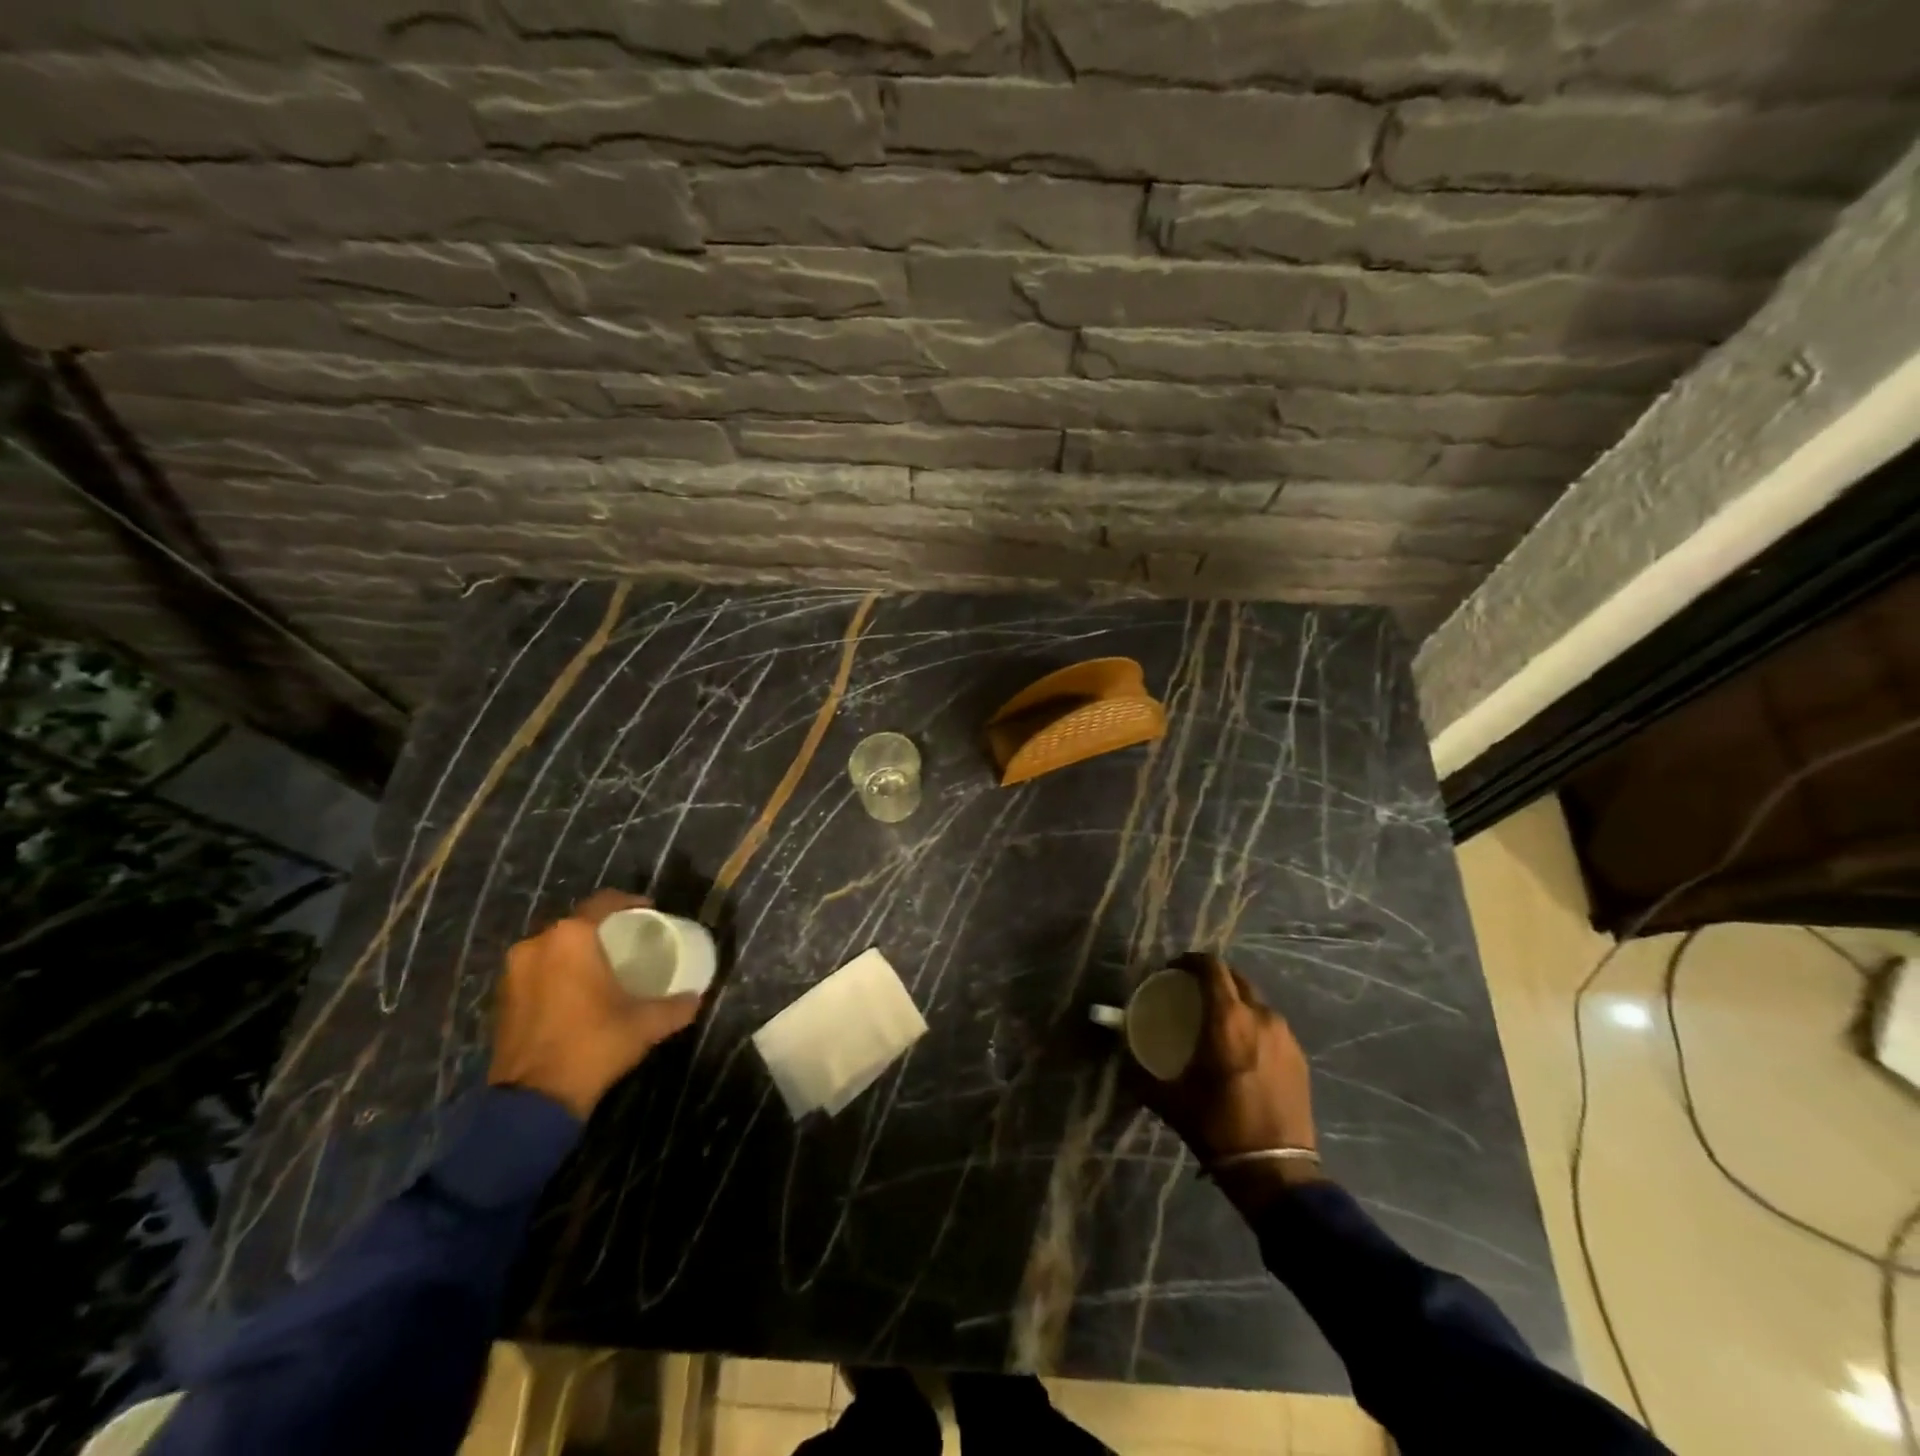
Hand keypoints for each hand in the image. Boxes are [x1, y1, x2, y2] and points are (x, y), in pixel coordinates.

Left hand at [488, 890, 702, 1118]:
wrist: (534, 1101)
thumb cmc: (593, 1045)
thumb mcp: (645, 1024)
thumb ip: (675, 1006)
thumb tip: (696, 998)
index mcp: (570, 938)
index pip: (604, 903)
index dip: (630, 904)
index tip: (650, 913)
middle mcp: (536, 944)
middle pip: (576, 925)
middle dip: (602, 931)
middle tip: (629, 943)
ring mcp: (512, 972)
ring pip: (553, 949)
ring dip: (576, 954)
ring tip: (603, 969)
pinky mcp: (500, 999)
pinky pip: (536, 972)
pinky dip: (556, 975)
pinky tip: (576, 993)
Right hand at [1131, 952, 1321, 1211]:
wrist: (1275, 1171)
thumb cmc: (1217, 1126)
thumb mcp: (1169, 1099)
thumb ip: (1140, 1072)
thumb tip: (1121, 1057)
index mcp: (1228, 1019)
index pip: (1211, 968)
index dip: (1190, 961)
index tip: (1174, 970)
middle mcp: (1260, 1017)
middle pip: (1236, 978)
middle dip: (1213, 978)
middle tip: (1192, 992)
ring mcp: (1285, 1036)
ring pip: (1256, 1002)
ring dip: (1235, 1001)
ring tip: (1218, 1021)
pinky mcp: (1299, 1057)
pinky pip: (1271, 1025)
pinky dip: (1253, 1024)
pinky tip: (1242, 1048)